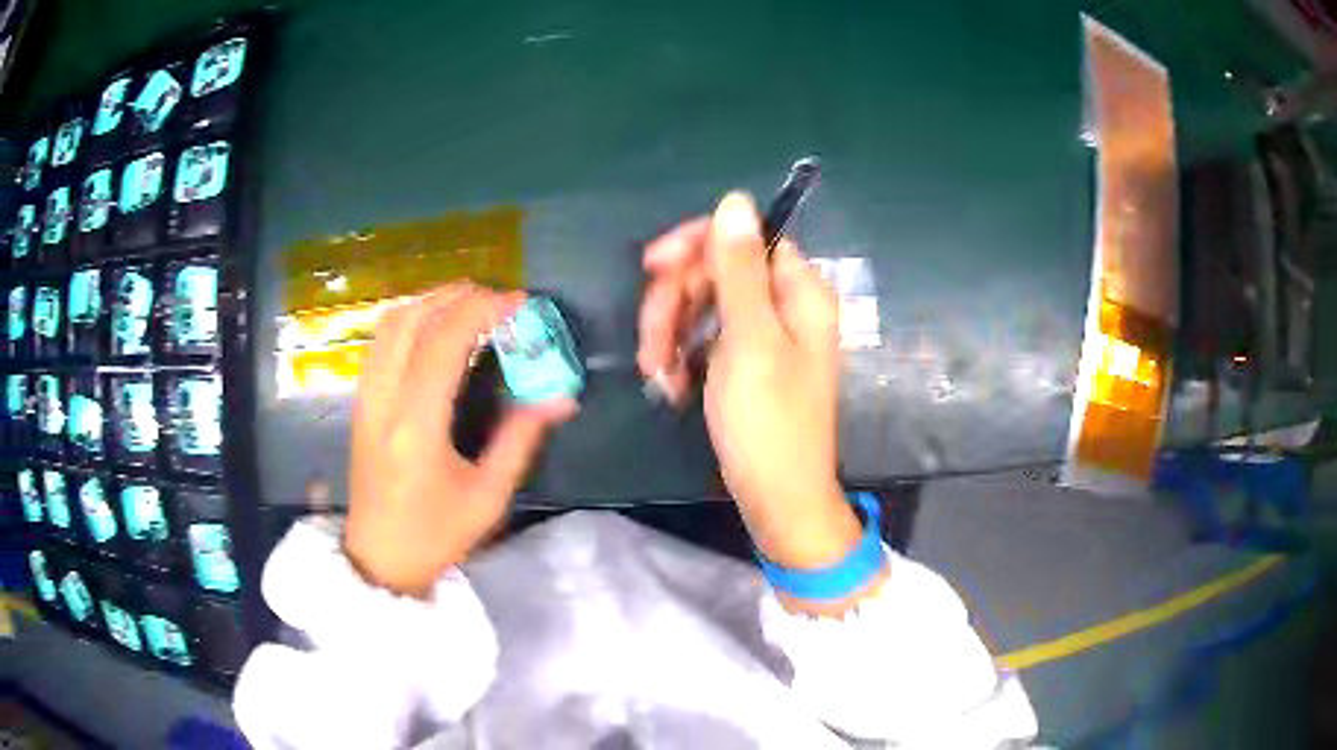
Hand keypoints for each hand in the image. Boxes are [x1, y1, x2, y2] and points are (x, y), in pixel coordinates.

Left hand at [345, 284, 575, 597]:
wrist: (379, 558)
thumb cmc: (435, 535)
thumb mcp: (487, 496)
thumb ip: (520, 440)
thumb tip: (559, 399)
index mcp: (416, 425)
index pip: (444, 342)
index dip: (483, 310)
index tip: (519, 302)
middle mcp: (383, 400)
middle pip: (410, 319)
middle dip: (456, 296)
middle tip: (496, 299)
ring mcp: (366, 397)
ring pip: (390, 324)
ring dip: (431, 302)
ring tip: (470, 306)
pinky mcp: (361, 401)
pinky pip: (381, 342)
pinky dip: (411, 320)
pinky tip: (436, 330)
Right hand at [638, 193, 863, 576]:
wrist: (777, 497)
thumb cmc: (768, 421)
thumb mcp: (750, 339)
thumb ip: (739, 267)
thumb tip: (735, 199)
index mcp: (800, 291)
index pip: (745, 238)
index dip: (698, 246)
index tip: (653, 268)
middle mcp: (786, 305)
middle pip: (718, 271)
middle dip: (675, 302)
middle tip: (650, 344)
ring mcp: (765, 335)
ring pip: (704, 305)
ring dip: (670, 333)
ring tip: (656, 373)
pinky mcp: (745, 362)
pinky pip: (705, 338)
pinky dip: (682, 355)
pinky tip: (671, 384)